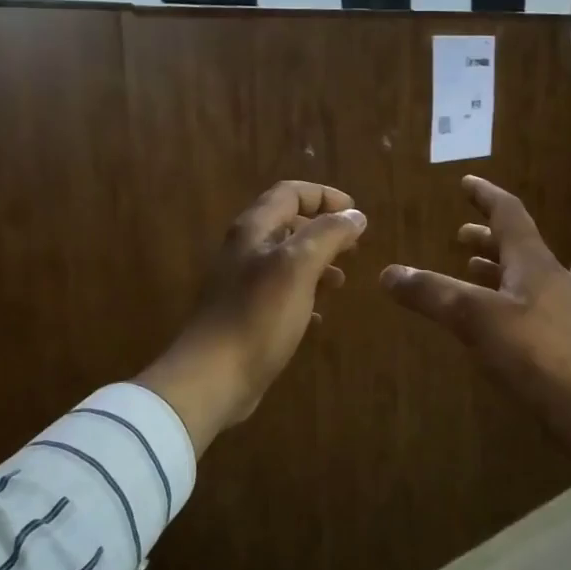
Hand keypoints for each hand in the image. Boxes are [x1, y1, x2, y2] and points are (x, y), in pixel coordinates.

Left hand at [138, 181, 365, 452]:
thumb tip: (354, 215)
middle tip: (353, 247)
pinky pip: (282, 293)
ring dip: (317, 263)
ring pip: (287, 260)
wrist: (214, 376)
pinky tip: (319, 314)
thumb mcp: (298, 267)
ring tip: (341, 281)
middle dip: (324, 230)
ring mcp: (243, 284)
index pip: (290, 192)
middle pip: (288, 224)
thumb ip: (328, 234)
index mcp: (254, 230)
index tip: (356, 214)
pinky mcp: (248, 315)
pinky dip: (305, 294)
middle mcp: (246, 250)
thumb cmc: (258, 315)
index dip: (324, 196)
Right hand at [380, 175, 570, 501]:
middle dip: (485, 237)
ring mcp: (556, 310)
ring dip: (493, 267)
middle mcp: (547, 278)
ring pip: (519, 277)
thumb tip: (387, 273)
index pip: (508, 213)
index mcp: (532, 261)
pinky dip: (499, 298)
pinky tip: (486, 318)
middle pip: (515, 245)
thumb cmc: (534, 350)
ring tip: (467, 268)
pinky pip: (522, 305)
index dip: (486, 195)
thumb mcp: (474, 317)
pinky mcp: (557, 340)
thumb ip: (432, 294)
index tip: (466, 181)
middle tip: (460, 233)